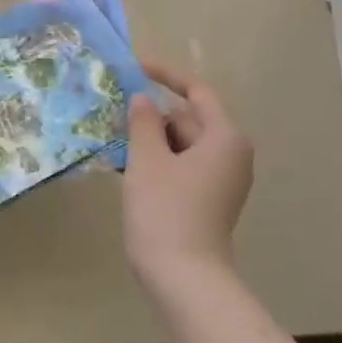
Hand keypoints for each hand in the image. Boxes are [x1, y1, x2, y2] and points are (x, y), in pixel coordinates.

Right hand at [122, 61, 253, 291]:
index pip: (197, 92)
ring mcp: (220, 180)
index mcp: (224, 138)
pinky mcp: (206, 199)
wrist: (182, 275)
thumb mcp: (147, 159)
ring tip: (111, 137)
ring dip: (148, 139)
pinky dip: (155, 160)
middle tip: (112, 109)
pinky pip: (179, 166)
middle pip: (187, 119)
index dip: (165, 75)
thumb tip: (142, 98)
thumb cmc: (166, 209)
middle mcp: (229, 154)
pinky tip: (123, 165)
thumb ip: (142, 122)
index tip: (134, 67)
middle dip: (150, 114)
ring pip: (180, 144)